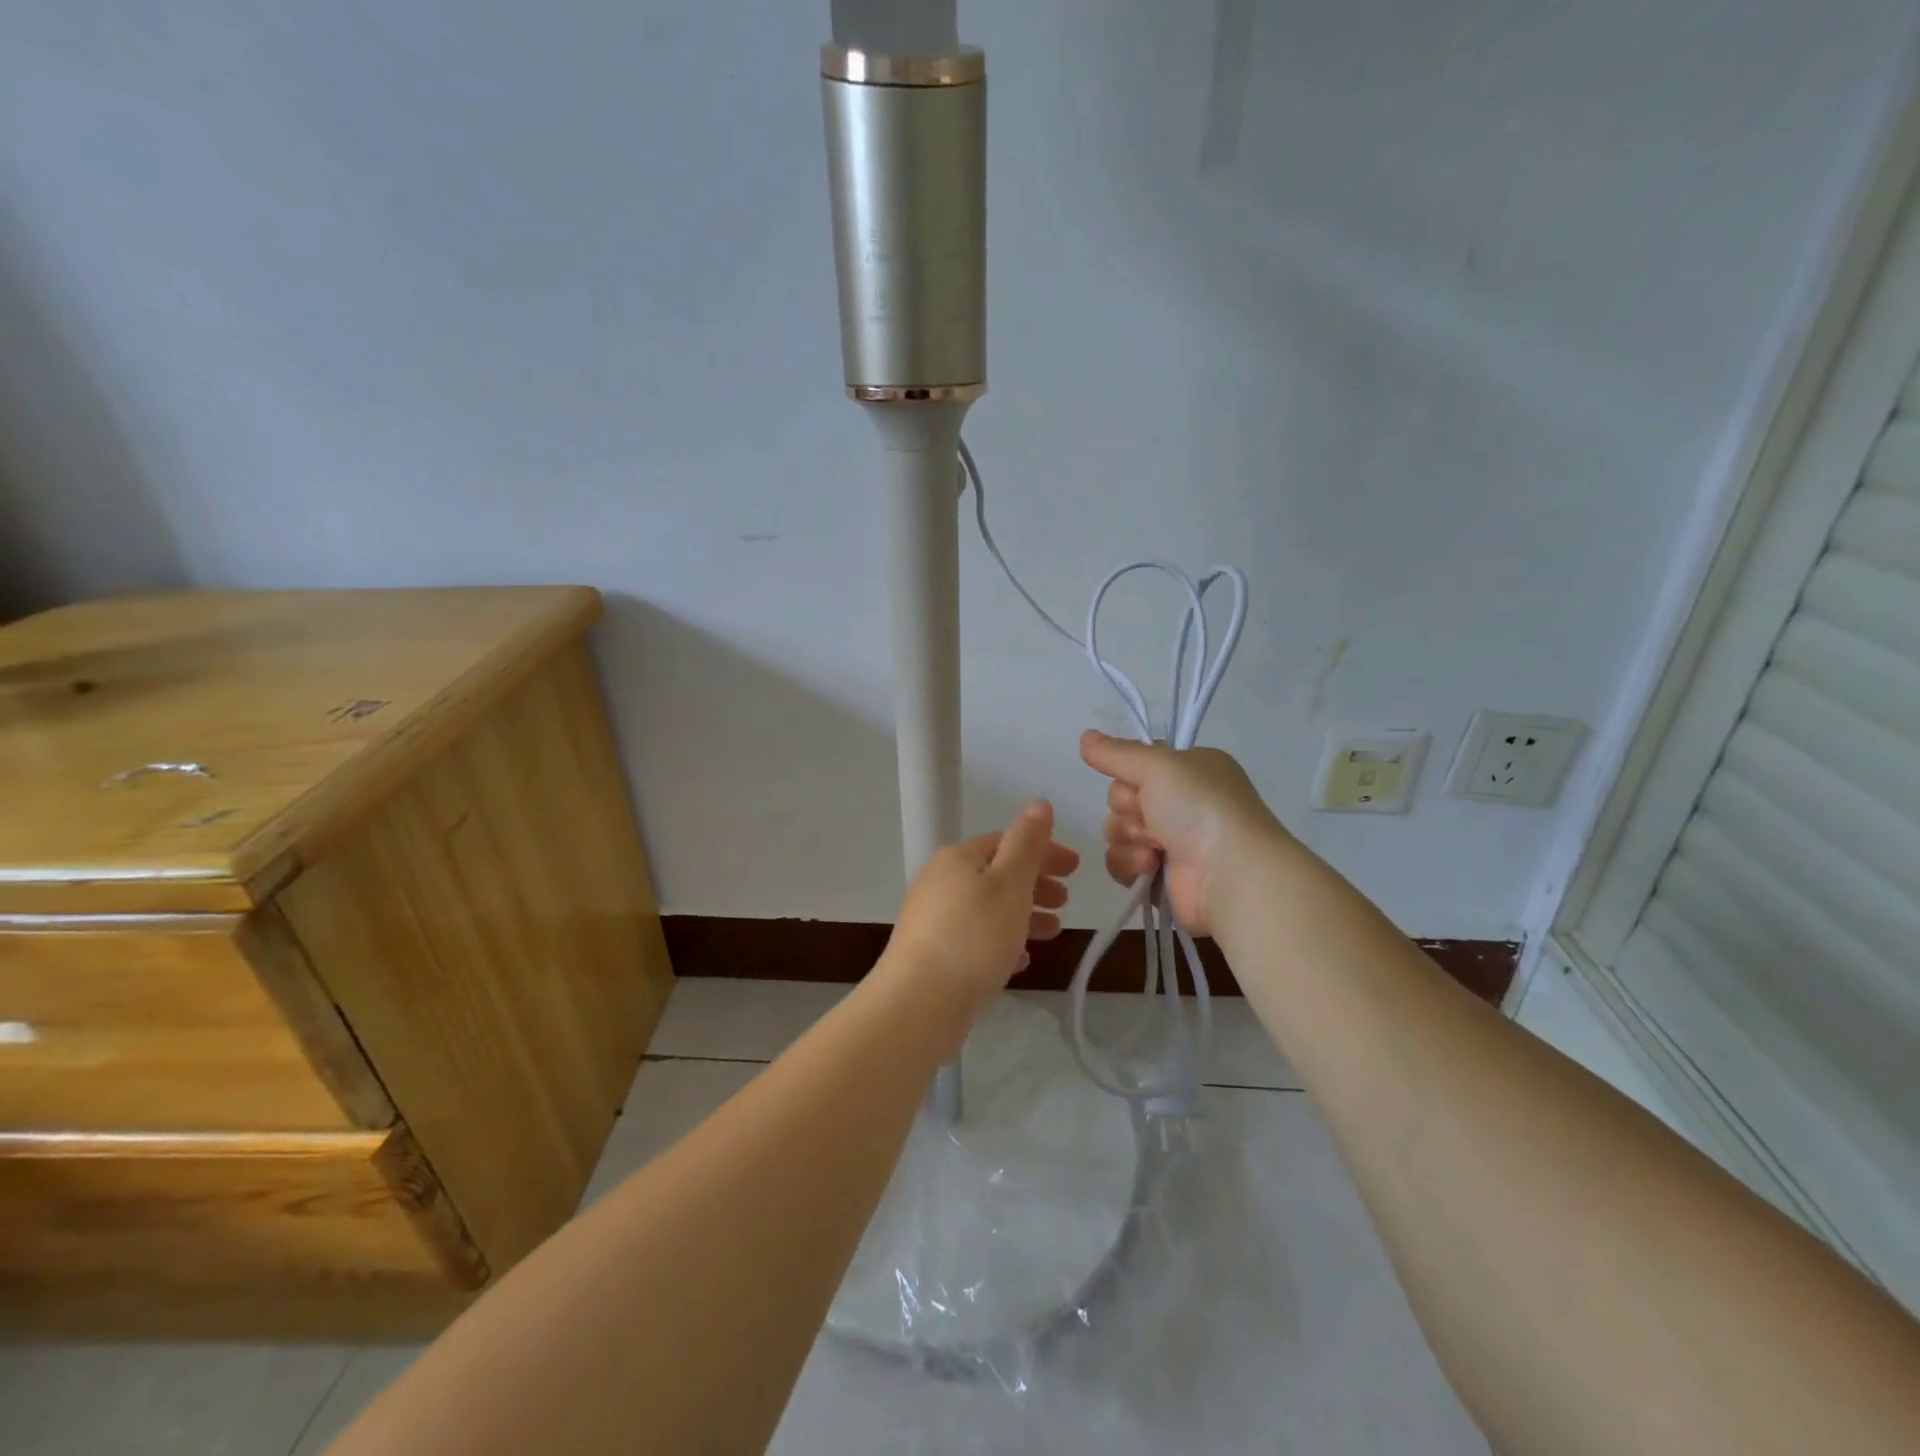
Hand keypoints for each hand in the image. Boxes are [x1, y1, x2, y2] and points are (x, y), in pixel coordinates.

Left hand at [880, 801, 1078, 1017]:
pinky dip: (1001, 940)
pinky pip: (975, 937)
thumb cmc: (974, 937)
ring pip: (988, 906)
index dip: (1044, 852)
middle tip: (1067, 902)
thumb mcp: (1010, 883)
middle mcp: (941, 880)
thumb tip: (1039, 802)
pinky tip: (1021, 960)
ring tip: (1053, 932)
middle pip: (997, 873)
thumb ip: (1027, 842)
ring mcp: (933, 916)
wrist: (918, 1003)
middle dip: (1036, 884)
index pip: (1008, 841)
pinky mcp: (932, 951)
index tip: (1076, 869)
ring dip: (1024, 914)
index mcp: (959, 857)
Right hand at [1080, 730, 1284, 933]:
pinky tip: (1149, 867)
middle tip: (1149, 815)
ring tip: (1154, 848)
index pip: (1138, 763)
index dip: (1129, 772)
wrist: (1228, 873)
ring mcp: (1172, 840)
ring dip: (1128, 837)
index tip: (1138, 780)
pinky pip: (1121, 861)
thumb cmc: (1199, 808)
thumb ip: (1116, 753)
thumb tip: (1084, 737)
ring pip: (1118, 830)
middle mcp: (1182, 802)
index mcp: (1190, 770)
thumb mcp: (1158, 765)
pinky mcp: (1159, 874)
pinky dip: (1128, 863)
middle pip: (1122, 797)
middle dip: (1128, 808)